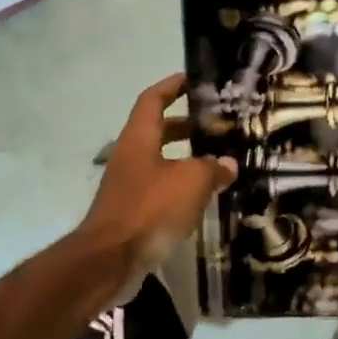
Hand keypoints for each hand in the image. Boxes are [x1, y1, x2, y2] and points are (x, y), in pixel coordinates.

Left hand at [81, 73, 236, 281]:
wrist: (110, 259)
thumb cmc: (149, 209)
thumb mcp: (190, 182)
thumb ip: (212, 169)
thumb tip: (227, 164)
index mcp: (139, 138)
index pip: (153, 99)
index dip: (172, 85)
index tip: (194, 79)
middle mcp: (130, 156)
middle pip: (157, 129)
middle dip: (185, 124)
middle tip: (216, 124)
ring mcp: (128, 184)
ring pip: (160, 161)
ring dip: (185, 158)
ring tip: (217, 161)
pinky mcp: (132, 211)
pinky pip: (159, 188)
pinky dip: (180, 186)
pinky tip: (202, 197)